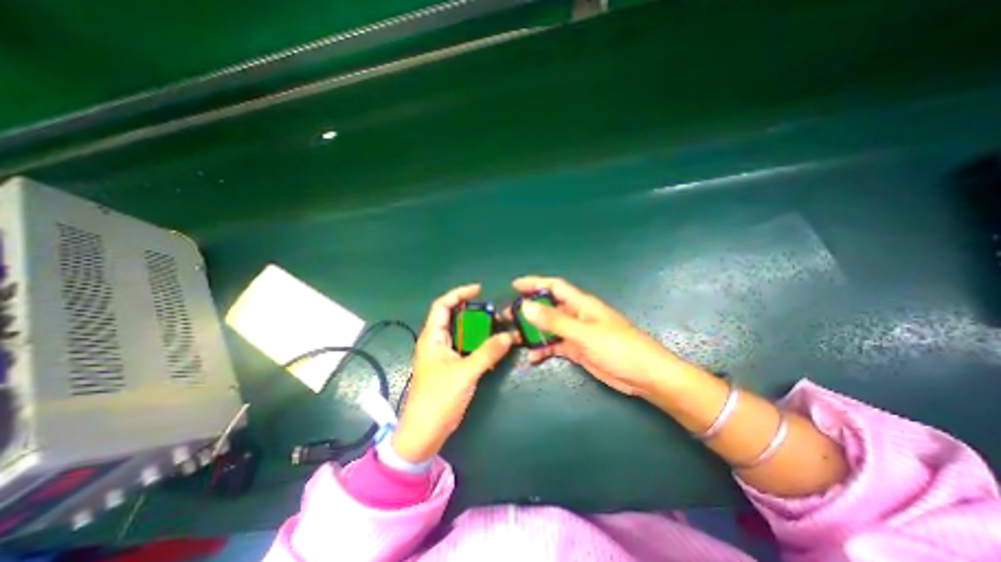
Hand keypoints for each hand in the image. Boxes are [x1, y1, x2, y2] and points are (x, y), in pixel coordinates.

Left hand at [392, 284, 509, 462]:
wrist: (425, 432)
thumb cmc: (438, 399)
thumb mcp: (465, 373)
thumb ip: (487, 353)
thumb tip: (509, 335)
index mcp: (432, 337)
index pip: (442, 305)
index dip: (459, 294)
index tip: (479, 290)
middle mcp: (436, 341)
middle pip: (453, 317)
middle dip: (472, 310)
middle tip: (493, 311)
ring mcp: (443, 354)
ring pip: (460, 332)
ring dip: (477, 328)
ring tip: (496, 325)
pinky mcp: (450, 366)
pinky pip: (465, 347)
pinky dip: (478, 343)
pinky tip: (491, 346)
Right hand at [511, 274, 692, 395]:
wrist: (645, 376)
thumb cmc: (618, 348)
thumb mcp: (584, 333)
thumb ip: (554, 320)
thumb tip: (526, 306)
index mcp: (581, 304)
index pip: (554, 286)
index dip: (535, 283)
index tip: (514, 286)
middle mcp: (576, 315)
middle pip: (548, 307)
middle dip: (528, 311)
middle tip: (507, 317)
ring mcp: (577, 333)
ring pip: (549, 328)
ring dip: (533, 331)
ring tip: (514, 338)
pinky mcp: (578, 349)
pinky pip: (555, 346)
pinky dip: (543, 349)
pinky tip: (532, 357)